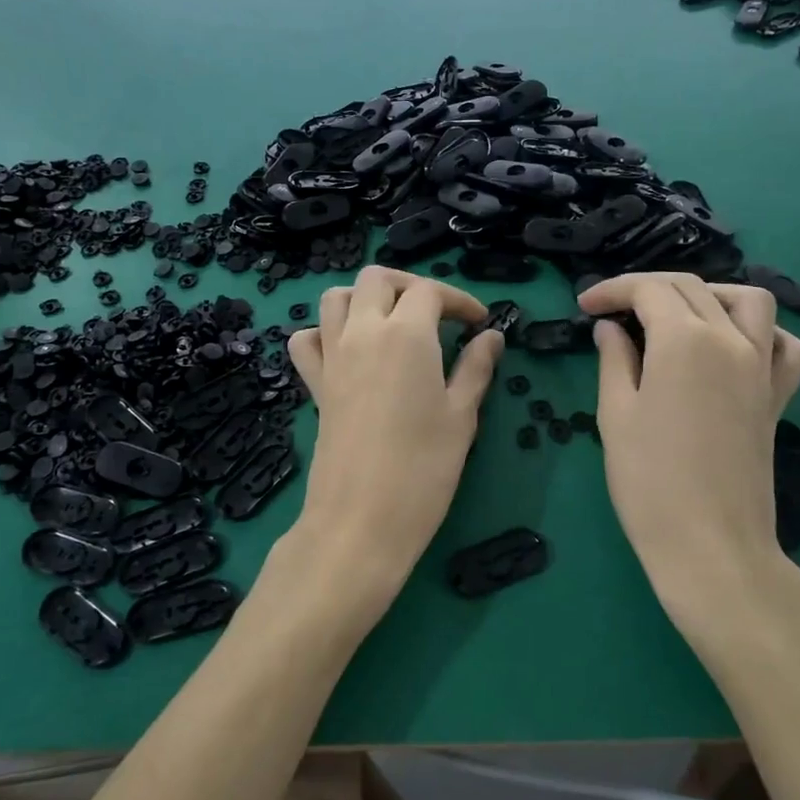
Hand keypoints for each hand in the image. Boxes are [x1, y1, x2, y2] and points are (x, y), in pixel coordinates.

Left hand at [284, 267, 502, 624]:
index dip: (459, 300)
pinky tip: (348, 350)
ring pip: (336, 298)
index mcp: (406, 335)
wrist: (361, 520)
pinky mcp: (315, 384)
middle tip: (438, 314)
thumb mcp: (461, 417)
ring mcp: (332, 357)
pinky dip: (324, 332)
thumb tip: (492, 336)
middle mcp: (363, 333)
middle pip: (377, 279)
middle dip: (410, 285)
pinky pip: (307, 340)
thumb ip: (476, 368)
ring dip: (365, 297)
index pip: (430, 291)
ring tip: (393, 322)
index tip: (479, 324)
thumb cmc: (423, 470)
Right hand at [577, 274, 799, 647]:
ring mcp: (762, 367)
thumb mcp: (615, 415)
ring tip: (676, 314)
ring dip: (709, 294)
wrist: (710, 544)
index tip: (585, 304)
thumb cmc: (649, 481)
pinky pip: (785, 346)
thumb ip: (614, 360)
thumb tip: (610, 328)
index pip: (649, 290)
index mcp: (685, 340)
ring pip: (749, 300)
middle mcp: (731, 340)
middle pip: (692, 287)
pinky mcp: (778, 396)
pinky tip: (735, 345)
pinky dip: (763, 332)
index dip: (613, 289)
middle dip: (648, 287)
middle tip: (613, 310)